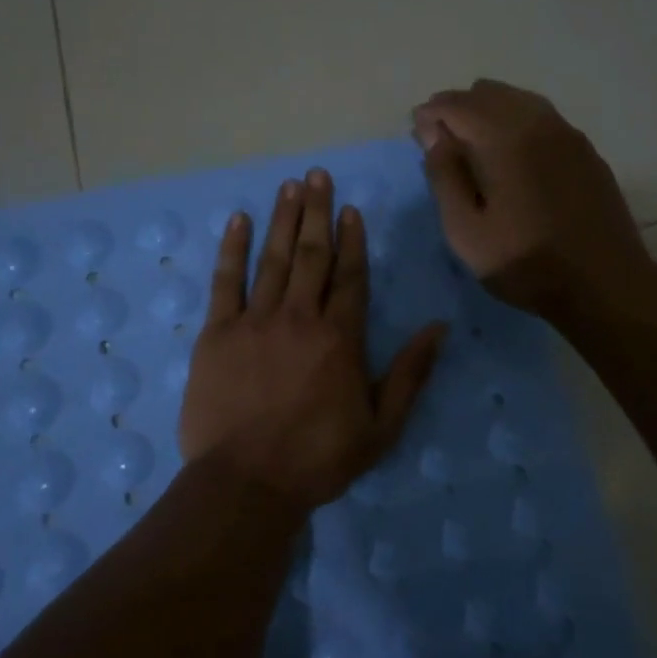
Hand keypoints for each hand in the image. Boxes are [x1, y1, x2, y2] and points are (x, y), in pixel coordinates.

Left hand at [179, 169, 445, 508]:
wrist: (247, 482)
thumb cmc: (318, 459)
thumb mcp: (382, 426)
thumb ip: (411, 373)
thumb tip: (440, 328)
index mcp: (340, 338)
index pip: (350, 276)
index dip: (351, 239)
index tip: (350, 209)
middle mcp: (300, 317)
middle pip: (312, 255)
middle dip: (317, 212)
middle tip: (319, 175)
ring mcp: (255, 321)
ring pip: (274, 259)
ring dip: (283, 219)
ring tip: (290, 185)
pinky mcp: (217, 333)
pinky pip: (225, 281)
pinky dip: (232, 248)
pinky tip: (239, 220)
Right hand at [413, 79, 654, 317]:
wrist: (605, 284)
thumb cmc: (526, 263)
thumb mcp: (467, 231)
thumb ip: (445, 178)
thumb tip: (435, 137)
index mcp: (504, 138)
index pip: (457, 106)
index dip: (431, 114)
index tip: (416, 130)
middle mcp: (537, 122)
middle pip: (488, 94)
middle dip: (457, 107)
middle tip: (439, 134)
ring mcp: (567, 133)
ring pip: (518, 99)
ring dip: (487, 110)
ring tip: (470, 138)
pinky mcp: (585, 150)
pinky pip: (542, 116)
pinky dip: (516, 119)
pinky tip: (510, 148)